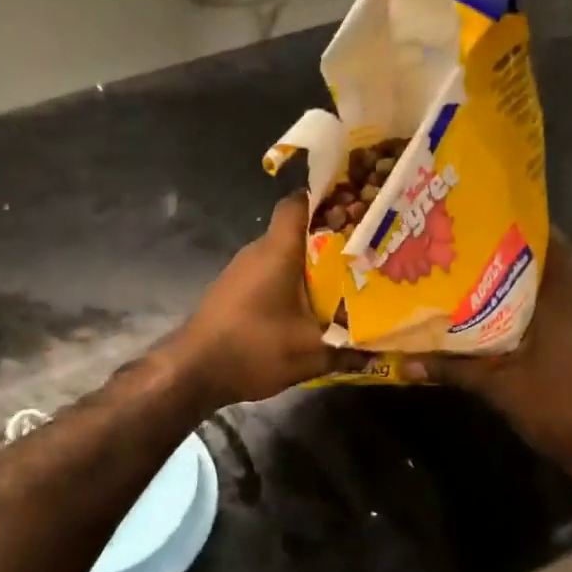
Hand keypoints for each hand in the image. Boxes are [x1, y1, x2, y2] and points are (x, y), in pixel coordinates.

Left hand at [171, 193, 359, 408]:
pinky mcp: (233, 290)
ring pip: (282, 254)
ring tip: (343, 280)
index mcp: (277, 251)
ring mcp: (241, 270)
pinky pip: (268, 273)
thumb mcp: (310, 353)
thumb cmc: (253, 347)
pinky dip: (289, 282)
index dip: (325, 200)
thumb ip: (347, 350)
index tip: (354, 209)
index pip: (297, 203)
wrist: (193, 371)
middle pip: (295, 230)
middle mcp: (257, 251)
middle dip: (328, 238)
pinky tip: (307, 306)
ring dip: (308, 265)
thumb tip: (378, 353)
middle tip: (362, 252)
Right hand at [412, 234, 571, 486]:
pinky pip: (554, 306)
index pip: (551, 242)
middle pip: (548, 259)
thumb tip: (403, 363)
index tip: (486, 212)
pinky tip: (496, 311)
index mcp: (563, 297)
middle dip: (513, 248)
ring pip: (550, 285)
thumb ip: (452, 369)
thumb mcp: (498, 386)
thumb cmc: (558, 405)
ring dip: (521, 276)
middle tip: (471, 239)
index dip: (522, 223)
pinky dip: (529, 301)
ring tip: (475, 268)